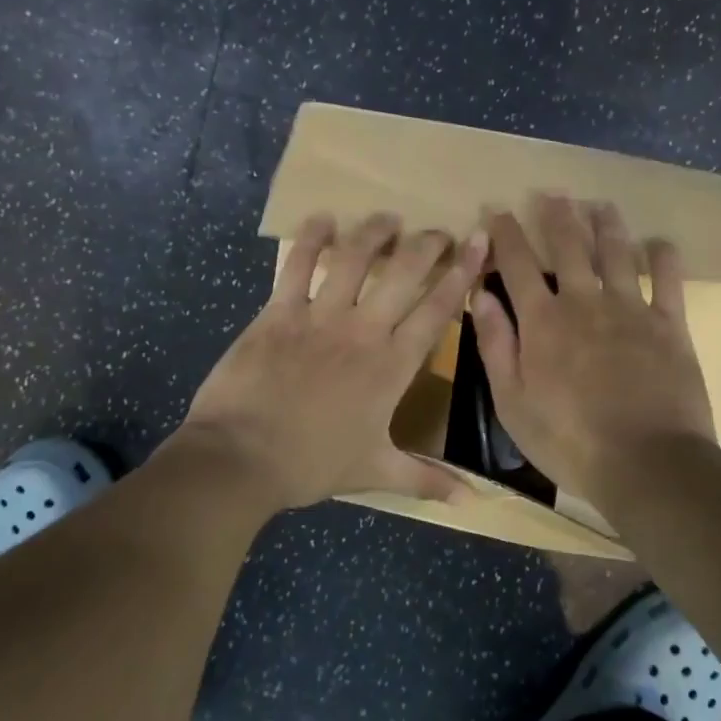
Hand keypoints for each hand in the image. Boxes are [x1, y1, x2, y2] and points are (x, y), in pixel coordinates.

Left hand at [181, 213, 488, 511]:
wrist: (241, 458)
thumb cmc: (312, 464)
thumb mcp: (375, 470)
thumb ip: (426, 479)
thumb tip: (473, 502)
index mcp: (391, 365)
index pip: (437, 310)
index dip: (462, 273)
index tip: (478, 242)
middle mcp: (362, 330)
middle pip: (404, 273)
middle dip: (427, 245)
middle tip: (439, 231)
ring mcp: (319, 316)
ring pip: (355, 258)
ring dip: (375, 233)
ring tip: (389, 219)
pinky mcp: (279, 311)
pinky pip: (298, 265)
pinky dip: (311, 238)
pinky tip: (323, 218)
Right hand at [470, 195, 714, 508]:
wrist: (646, 463)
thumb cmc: (568, 440)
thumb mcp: (512, 401)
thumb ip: (495, 344)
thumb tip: (479, 295)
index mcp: (542, 321)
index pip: (517, 265)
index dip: (505, 234)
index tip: (497, 209)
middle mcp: (584, 302)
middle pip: (568, 247)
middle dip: (557, 216)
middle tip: (552, 193)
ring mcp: (630, 310)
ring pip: (616, 253)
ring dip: (606, 225)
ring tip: (599, 204)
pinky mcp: (669, 325)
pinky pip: (668, 281)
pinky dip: (664, 258)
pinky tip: (660, 243)